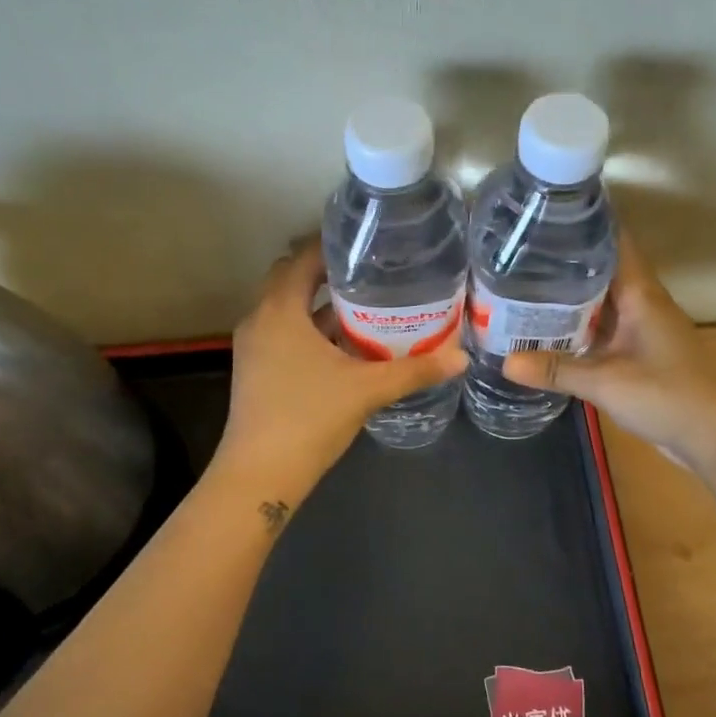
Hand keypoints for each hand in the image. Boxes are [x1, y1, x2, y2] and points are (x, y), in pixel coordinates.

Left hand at [220, 242, 469, 487]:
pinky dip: (310, 328)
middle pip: (292, 279)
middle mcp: (259, 319)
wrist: (259, 474)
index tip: (367, 242)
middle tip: (371, 271)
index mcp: (280, 310)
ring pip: (288, 308)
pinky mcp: (256, 368)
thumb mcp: (367, 389)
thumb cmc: (309, 418)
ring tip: (366, 302)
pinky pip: (284, 332)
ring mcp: (254, 346)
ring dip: (320, 303)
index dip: (332, 246)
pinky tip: (345, 343)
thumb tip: (461, 356)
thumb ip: (415, 370)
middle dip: (328, 272)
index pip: (302, 258)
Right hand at [501, 231, 715, 469]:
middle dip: (564, 260)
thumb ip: (556, 369)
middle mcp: (642, 302)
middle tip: (517, 251)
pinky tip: (549, 329)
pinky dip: (578, 324)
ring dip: (569, 294)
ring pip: (601, 300)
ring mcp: (642, 328)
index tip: (545, 214)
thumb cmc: (668, 396)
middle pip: (601, 269)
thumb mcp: (606, 382)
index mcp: (640, 294)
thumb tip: (504, 362)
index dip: (583, 223)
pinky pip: (604, 326)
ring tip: (522, 284)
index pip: (613, 242)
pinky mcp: (640, 352)